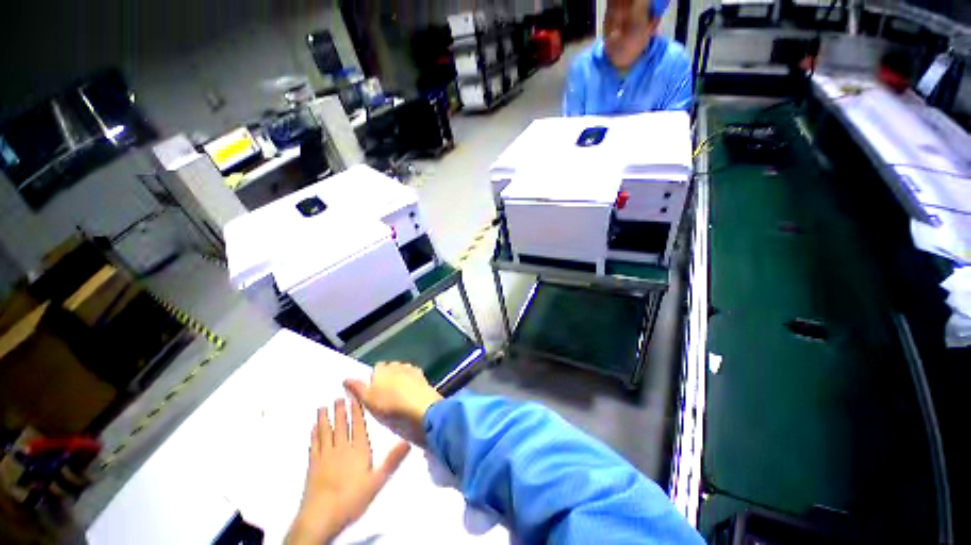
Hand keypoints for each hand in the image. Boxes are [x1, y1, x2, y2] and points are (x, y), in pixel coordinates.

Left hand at [287, 397, 410, 544]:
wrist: (321, 516)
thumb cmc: (352, 498)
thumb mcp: (377, 481)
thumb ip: (392, 460)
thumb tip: (408, 441)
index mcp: (358, 449)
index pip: (358, 425)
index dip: (356, 410)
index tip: (354, 397)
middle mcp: (341, 448)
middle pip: (341, 425)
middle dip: (340, 410)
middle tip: (338, 397)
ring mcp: (325, 456)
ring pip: (325, 432)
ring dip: (324, 419)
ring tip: (323, 407)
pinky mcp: (312, 465)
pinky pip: (314, 444)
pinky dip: (314, 434)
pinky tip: (313, 428)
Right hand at [344, 362, 442, 447]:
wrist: (421, 408)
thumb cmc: (391, 406)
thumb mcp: (369, 401)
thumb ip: (357, 388)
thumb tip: (346, 379)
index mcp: (382, 370)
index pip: (376, 368)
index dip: (374, 378)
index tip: (373, 390)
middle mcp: (397, 365)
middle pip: (390, 368)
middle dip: (387, 377)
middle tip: (385, 394)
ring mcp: (412, 370)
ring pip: (402, 371)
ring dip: (400, 378)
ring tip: (398, 394)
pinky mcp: (423, 377)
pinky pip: (414, 376)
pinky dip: (411, 382)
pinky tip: (410, 392)